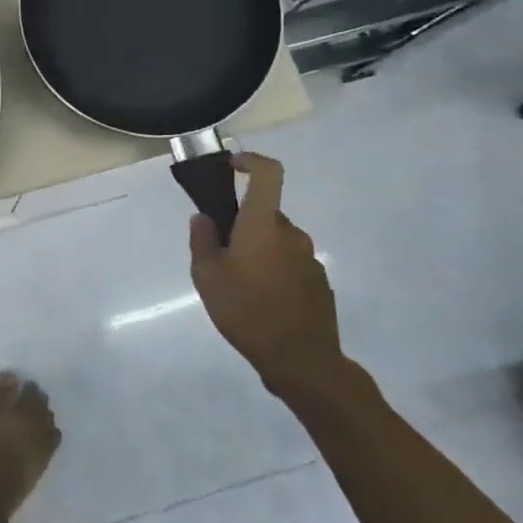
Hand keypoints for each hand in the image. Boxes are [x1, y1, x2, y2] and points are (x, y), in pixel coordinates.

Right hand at [189, 153, 344, 398]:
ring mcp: (310, 259)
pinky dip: (274, 272)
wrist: (301, 360)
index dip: (250, 161)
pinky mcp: (320, 283)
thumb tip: (204, 217)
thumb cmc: (246, 310)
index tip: (231, 168)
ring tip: (239, 286)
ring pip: (277, 241)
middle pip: (265, 214)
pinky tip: (261, 303)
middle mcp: (291, 234)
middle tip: (220, 255)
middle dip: (243, 226)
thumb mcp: (207, 275)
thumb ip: (202, 240)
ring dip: (258, 252)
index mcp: (264, 224)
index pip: (268, 173)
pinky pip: (290, 264)